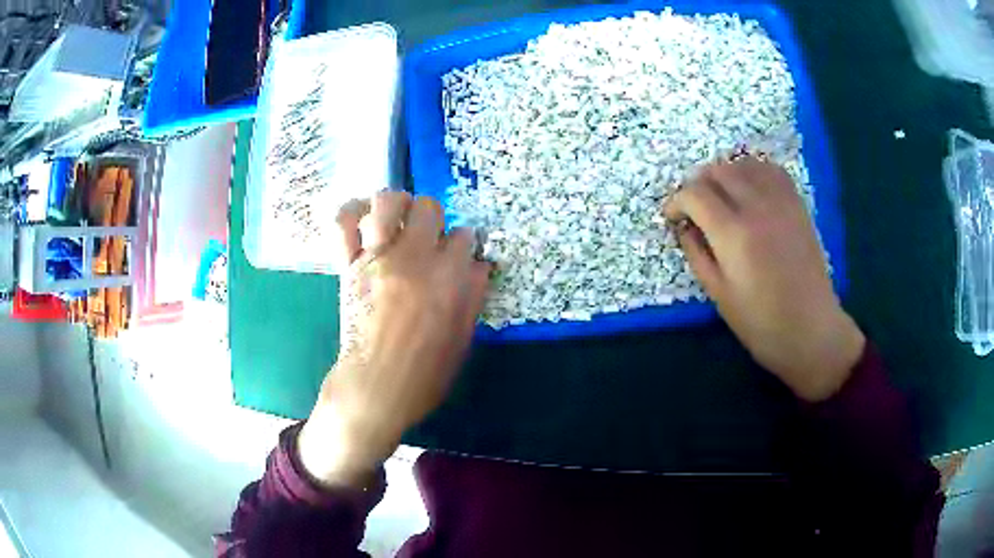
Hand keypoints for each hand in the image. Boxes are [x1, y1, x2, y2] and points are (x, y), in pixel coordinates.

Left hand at [298, 192, 490, 487]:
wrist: (375, 387)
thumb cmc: (424, 373)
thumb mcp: (462, 339)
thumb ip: (473, 296)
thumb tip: (479, 265)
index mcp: (447, 278)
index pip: (464, 236)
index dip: (465, 243)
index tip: (460, 254)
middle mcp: (413, 258)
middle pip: (429, 208)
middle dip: (435, 218)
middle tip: (430, 237)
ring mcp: (377, 258)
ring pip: (387, 202)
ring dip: (398, 204)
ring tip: (400, 220)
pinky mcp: (348, 265)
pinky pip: (342, 223)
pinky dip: (351, 212)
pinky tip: (363, 217)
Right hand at [664, 157, 864, 401]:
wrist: (811, 330)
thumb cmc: (761, 323)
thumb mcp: (719, 295)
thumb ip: (697, 254)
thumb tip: (684, 227)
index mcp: (733, 234)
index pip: (695, 194)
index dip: (676, 201)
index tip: (672, 217)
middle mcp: (756, 207)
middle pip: (717, 170)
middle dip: (698, 184)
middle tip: (694, 207)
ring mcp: (781, 202)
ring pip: (744, 164)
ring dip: (725, 173)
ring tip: (721, 195)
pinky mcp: (797, 205)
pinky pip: (772, 170)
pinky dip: (754, 171)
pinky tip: (750, 188)